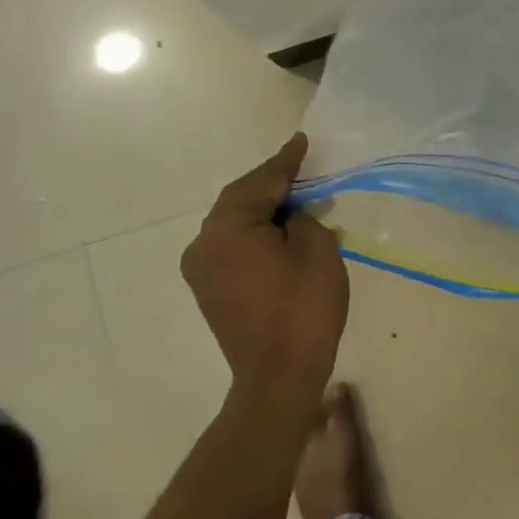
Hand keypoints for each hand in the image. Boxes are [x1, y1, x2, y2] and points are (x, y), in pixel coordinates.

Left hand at [182, 133, 349, 401]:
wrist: (279, 377)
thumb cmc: (303, 307)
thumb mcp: (316, 248)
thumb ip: (302, 218)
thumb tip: (289, 216)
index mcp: (227, 228)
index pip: (261, 183)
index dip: (285, 162)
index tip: (301, 141)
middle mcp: (204, 244)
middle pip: (240, 200)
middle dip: (272, 185)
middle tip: (301, 169)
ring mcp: (202, 270)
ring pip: (235, 224)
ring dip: (264, 211)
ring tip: (296, 201)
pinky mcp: (210, 290)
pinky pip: (233, 247)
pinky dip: (255, 234)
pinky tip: (281, 233)